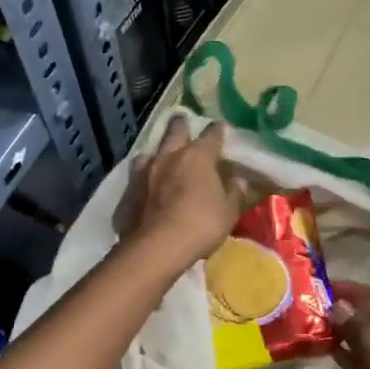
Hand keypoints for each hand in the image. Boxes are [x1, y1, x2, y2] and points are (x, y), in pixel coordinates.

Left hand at [117, 116, 241, 274]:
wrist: (157, 247)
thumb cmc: (201, 225)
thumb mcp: (228, 212)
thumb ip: (235, 193)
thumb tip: (240, 181)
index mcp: (198, 157)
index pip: (212, 134)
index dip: (218, 130)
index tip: (221, 128)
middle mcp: (169, 156)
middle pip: (175, 130)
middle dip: (181, 125)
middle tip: (183, 121)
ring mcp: (145, 172)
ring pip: (150, 151)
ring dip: (157, 152)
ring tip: (160, 156)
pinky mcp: (128, 190)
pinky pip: (136, 176)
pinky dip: (143, 177)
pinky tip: (144, 185)